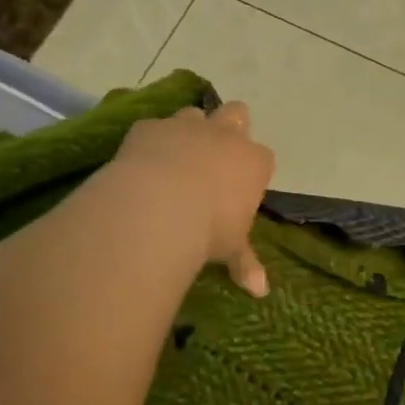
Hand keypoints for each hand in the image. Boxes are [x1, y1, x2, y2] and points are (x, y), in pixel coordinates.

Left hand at [109, 101, 275, 296]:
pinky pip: (153, 126)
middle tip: (215, 157)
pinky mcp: (150, 127)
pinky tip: (141, 161)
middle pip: (237, 114)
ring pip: (195, 112)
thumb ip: (244, 262)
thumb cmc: (209, 229)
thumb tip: (260, 291)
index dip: (252, 170)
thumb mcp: (231, 249)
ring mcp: (186, 126)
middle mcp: (225, 135)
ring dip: (189, 129)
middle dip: (230, 128)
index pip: (263, 158)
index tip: (241, 189)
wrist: (158, 207)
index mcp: (254, 163)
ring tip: (176, 156)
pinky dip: (151, 140)